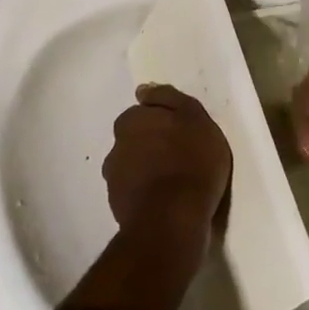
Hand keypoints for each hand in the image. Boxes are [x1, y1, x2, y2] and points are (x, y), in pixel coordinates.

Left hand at [103, 84, 232, 230]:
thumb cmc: (191, 160)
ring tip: (174, 182)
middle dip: (151, 144)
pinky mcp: (118, 208)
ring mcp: (114, 179)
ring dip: (147, 170)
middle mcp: (116, 146)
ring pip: (132, 166)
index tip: (180, 132)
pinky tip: (166, 201)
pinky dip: (146, 193)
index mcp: (131, 120)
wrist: (173, 219)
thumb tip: (144, 90)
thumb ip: (169, 99)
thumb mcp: (194, 117)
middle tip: (179, 156)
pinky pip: (134, 192)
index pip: (143, 112)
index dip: (163, 121)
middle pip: (135, 139)